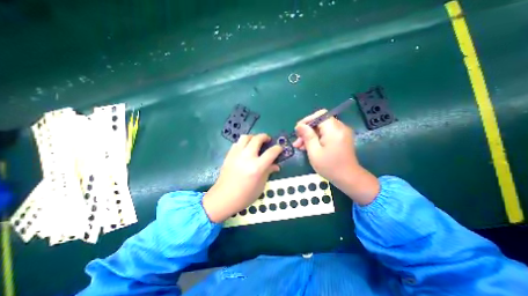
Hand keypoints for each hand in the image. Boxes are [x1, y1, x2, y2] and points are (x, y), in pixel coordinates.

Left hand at [203, 134, 284, 221]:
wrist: (224, 198)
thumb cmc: (245, 195)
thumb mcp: (261, 185)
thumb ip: (268, 172)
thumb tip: (276, 165)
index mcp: (257, 167)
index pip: (271, 152)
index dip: (278, 148)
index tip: (279, 148)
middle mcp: (247, 157)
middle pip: (257, 139)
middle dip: (265, 137)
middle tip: (268, 140)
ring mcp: (236, 155)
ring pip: (245, 137)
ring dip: (253, 137)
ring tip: (256, 142)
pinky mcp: (229, 155)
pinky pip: (237, 143)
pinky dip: (243, 143)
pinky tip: (245, 149)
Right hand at [293, 109, 379, 203]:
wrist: (348, 178)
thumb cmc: (330, 166)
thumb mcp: (314, 152)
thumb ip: (307, 136)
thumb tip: (299, 125)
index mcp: (334, 130)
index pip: (319, 115)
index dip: (307, 120)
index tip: (297, 130)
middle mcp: (340, 127)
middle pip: (320, 122)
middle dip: (307, 130)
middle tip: (297, 141)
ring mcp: (342, 133)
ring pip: (322, 128)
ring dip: (310, 135)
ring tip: (300, 146)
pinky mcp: (341, 138)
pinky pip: (327, 133)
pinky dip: (317, 138)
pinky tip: (309, 147)